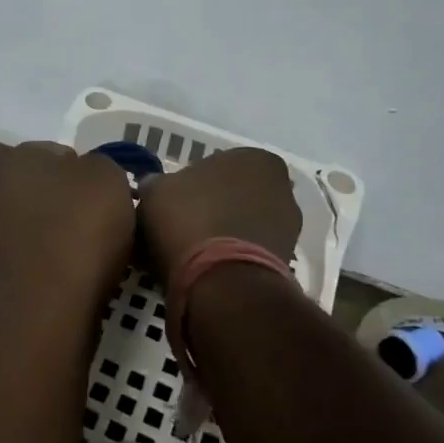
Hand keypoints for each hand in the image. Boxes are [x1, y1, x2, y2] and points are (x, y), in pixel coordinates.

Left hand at [0, 142, 135, 323]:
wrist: (46, 308)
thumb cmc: (80, 228)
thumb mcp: (109, 176)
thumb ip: (102, 166)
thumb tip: (91, 178)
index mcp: (20, 158)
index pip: (63, 153)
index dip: (92, 172)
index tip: (114, 195)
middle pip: (53, 193)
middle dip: (79, 207)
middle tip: (112, 225)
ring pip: (47, 229)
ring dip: (70, 240)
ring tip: (103, 259)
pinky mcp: (2, 277)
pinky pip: (42, 262)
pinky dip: (61, 269)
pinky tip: (83, 282)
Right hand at [137, 147, 300, 283]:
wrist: (222, 284)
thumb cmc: (190, 220)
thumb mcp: (156, 192)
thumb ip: (156, 183)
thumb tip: (154, 185)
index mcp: (253, 158)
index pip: (218, 165)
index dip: (193, 183)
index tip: (174, 202)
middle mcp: (280, 187)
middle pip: (235, 194)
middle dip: (214, 208)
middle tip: (182, 226)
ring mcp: (288, 227)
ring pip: (244, 225)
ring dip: (225, 234)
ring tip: (192, 254)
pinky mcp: (287, 263)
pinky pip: (250, 253)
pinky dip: (233, 259)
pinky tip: (207, 271)